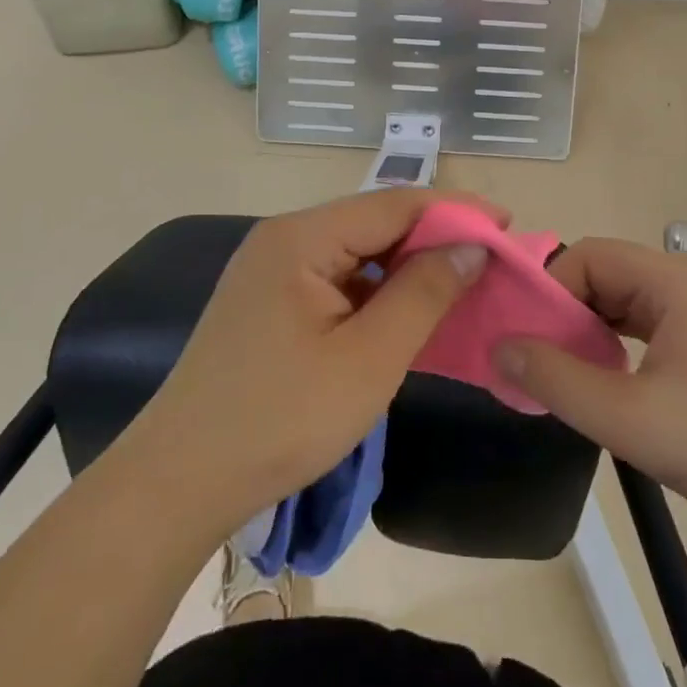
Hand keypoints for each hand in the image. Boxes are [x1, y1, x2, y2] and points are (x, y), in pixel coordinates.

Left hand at [119, 190, 500, 538]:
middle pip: (374, 223)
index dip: (455, 210)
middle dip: (434, 239)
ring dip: (407, 268)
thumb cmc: (280, 419)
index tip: (507, 226)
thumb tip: (470, 247)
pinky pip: (336, 280)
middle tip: (489, 263)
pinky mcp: (268, 302)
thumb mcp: (368, 358)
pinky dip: (376, 292)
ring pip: (357, 252)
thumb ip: (424, 293)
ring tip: (458, 287)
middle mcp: (284, 239)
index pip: (395, 204)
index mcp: (302, 237)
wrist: (179, 483)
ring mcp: (271, 270)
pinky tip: (404, 314)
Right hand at [494, 239, 686, 543]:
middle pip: (607, 274)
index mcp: (674, 281)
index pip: (590, 256)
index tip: (527, 339)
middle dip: (567, 312)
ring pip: (627, 301)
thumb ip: (557, 380)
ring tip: (568, 373)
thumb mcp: (628, 419)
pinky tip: (611, 381)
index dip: (550, 290)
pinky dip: (620, 344)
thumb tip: (500, 347)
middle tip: (540, 360)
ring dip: (592, 330)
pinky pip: (651, 325)